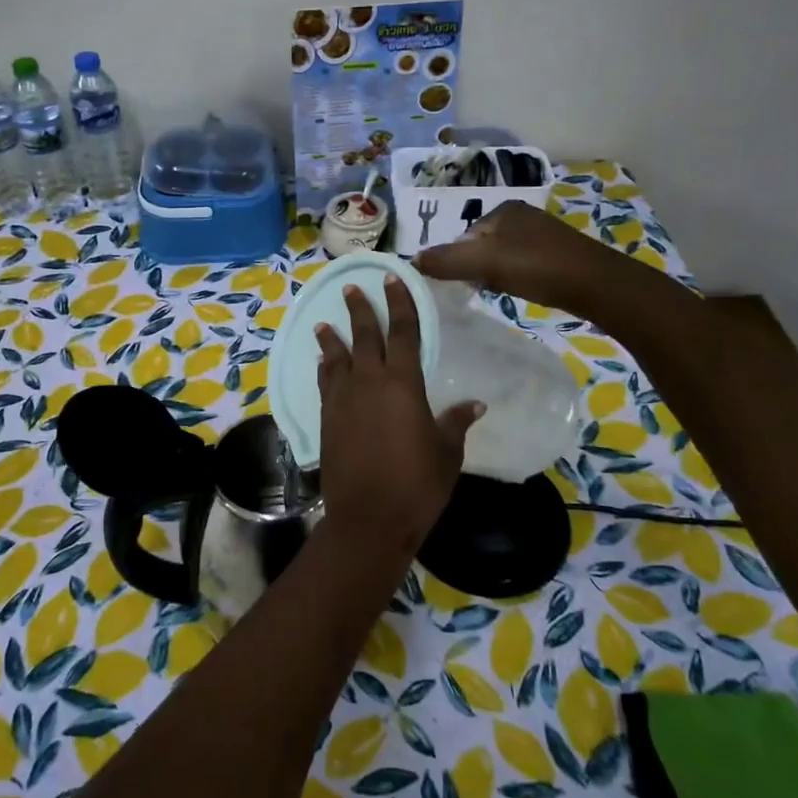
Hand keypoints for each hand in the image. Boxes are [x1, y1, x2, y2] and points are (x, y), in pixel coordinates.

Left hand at [315, 276, 481, 550]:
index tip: (392, 280)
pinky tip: (322, 364)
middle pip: (364, 337)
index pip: (403, 332)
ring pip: (336, 358)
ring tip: (323, 323)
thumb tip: (474, 404)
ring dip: (331, 339)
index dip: (399, 303)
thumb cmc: (417, 484)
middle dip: (359, 310)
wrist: (368, 518)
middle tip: (351, 288)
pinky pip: (325, 384)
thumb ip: (455, 423)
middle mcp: (368, 382)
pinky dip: (324, 369)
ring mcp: (342, 401)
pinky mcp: (325, 420)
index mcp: (402, 384)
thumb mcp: (446, 452)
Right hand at [416, 200, 605, 308]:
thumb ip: (446, 261)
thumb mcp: (483, 262)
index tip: (463, 282)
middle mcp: (522, 215)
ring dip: (495, 275)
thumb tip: (410, 260)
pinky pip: (522, 265)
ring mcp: (542, 234)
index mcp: (503, 210)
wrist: (595, 284)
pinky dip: (515, 278)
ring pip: (501, 257)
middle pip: (482, 245)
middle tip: (481, 289)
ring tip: (500, 292)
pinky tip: (522, 291)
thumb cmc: (536, 267)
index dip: (457, 260)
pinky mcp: (557, 254)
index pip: (464, 235)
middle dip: (476, 268)